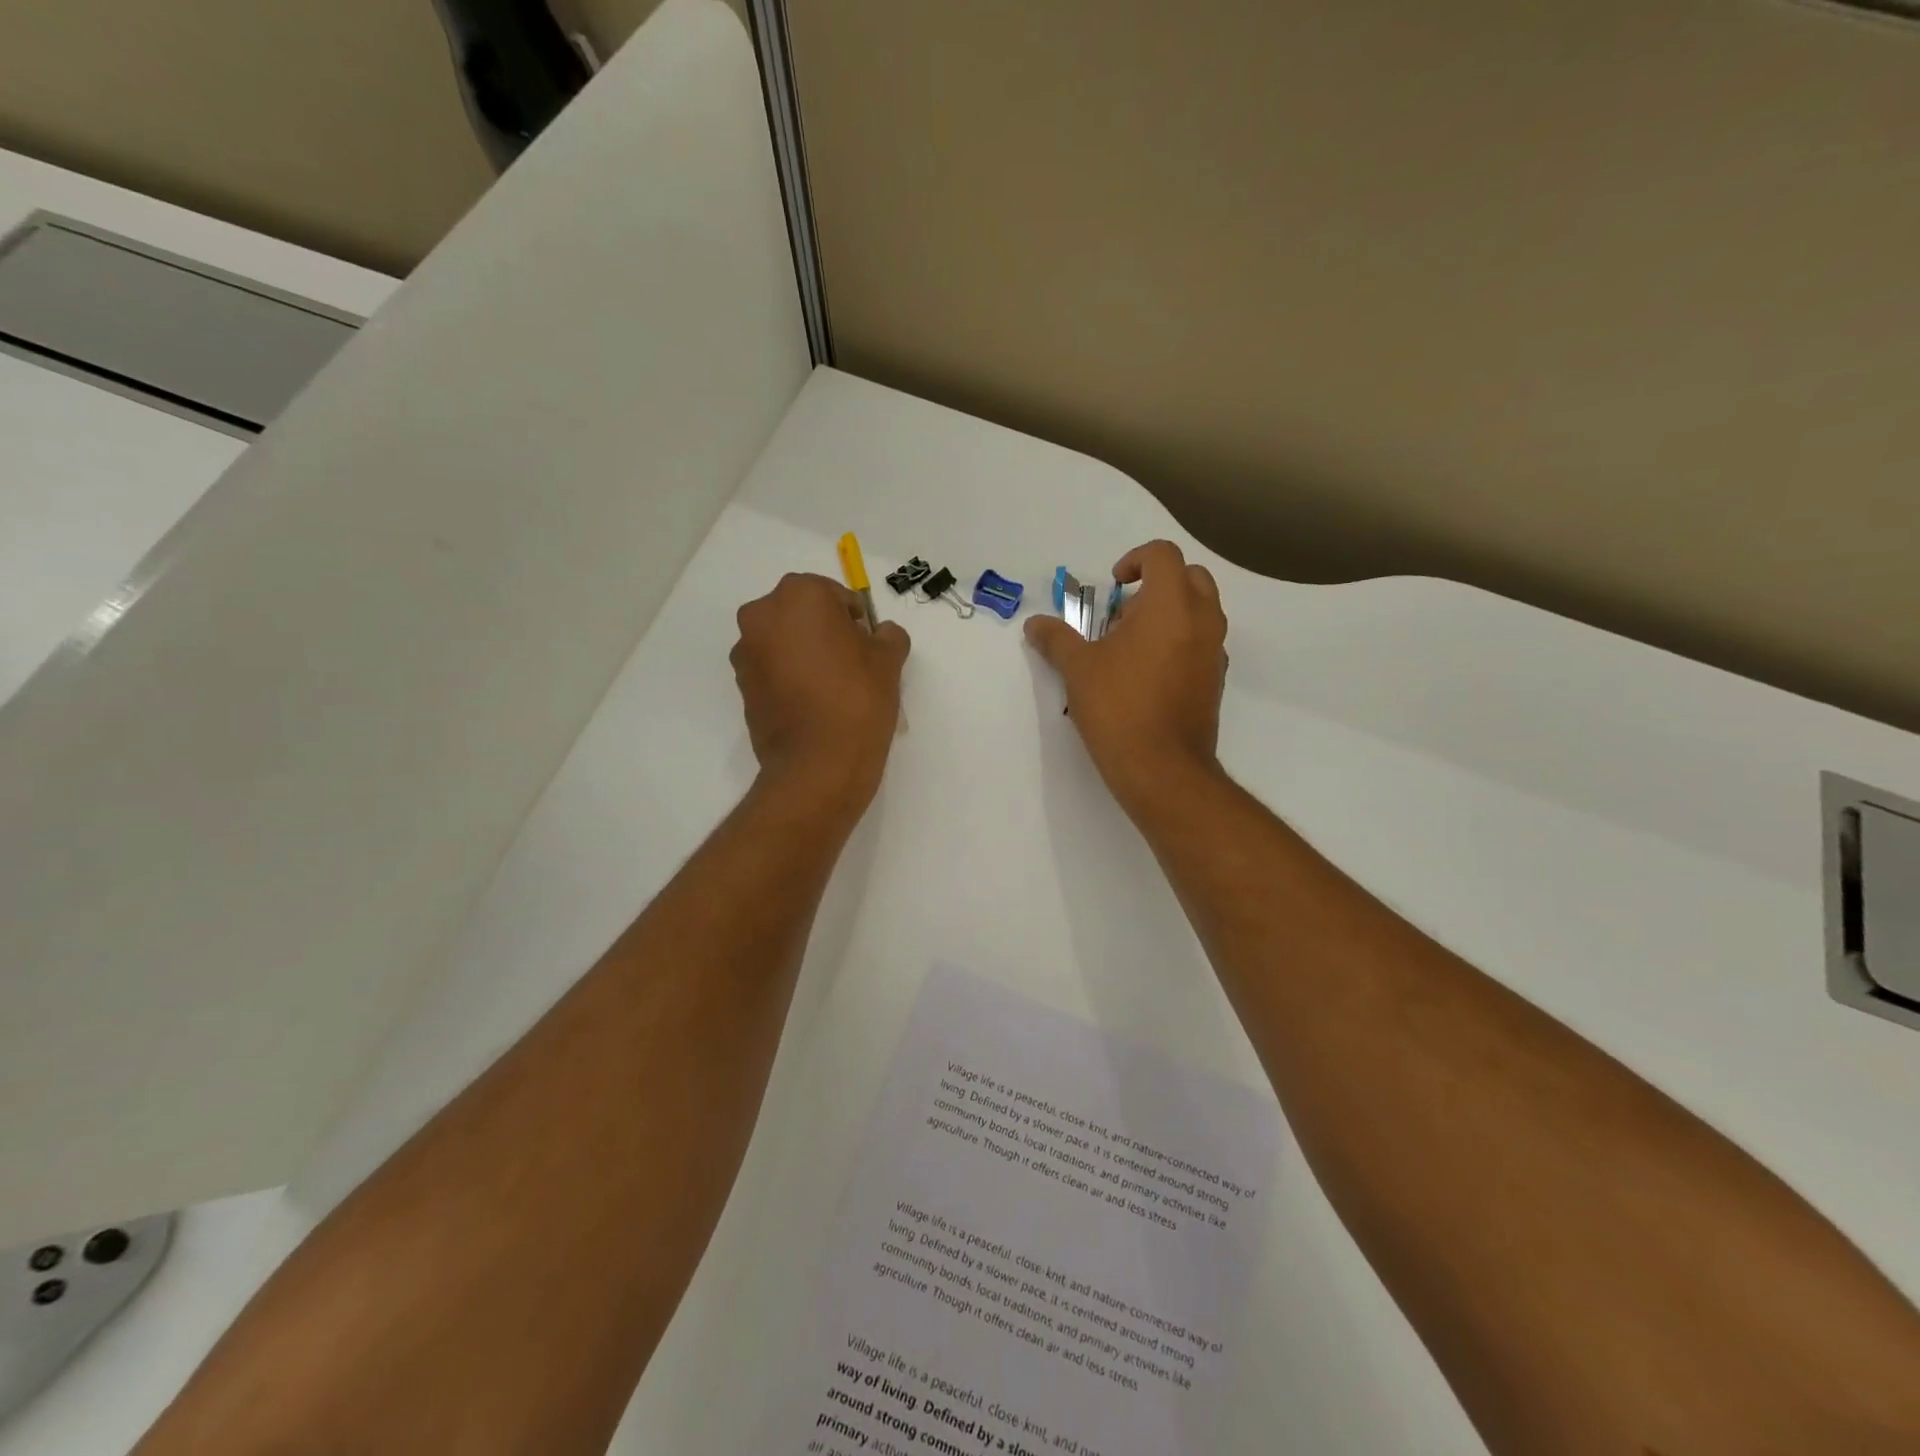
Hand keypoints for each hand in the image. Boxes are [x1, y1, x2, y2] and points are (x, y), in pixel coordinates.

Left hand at [731, 573, 909, 814]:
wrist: (818, 764)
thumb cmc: (857, 699)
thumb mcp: (888, 661)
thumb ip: (889, 636)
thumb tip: (883, 634)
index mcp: (799, 596)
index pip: (834, 595)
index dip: (855, 619)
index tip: (868, 644)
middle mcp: (763, 615)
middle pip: (802, 613)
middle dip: (825, 630)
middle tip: (852, 662)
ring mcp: (746, 651)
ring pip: (784, 640)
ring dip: (805, 652)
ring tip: (832, 686)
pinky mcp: (742, 685)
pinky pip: (771, 668)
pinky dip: (790, 676)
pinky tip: (813, 702)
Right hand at [1025, 540, 1227, 819]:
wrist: (1162, 768)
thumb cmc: (1118, 707)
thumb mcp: (1078, 669)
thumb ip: (1056, 639)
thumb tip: (1034, 624)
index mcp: (1170, 604)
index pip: (1163, 555)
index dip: (1135, 560)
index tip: (1113, 586)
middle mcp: (1202, 620)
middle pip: (1191, 576)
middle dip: (1158, 583)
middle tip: (1124, 613)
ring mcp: (1214, 651)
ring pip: (1201, 610)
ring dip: (1170, 612)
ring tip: (1132, 645)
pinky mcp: (1215, 680)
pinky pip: (1202, 643)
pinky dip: (1180, 641)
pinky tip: (1148, 674)